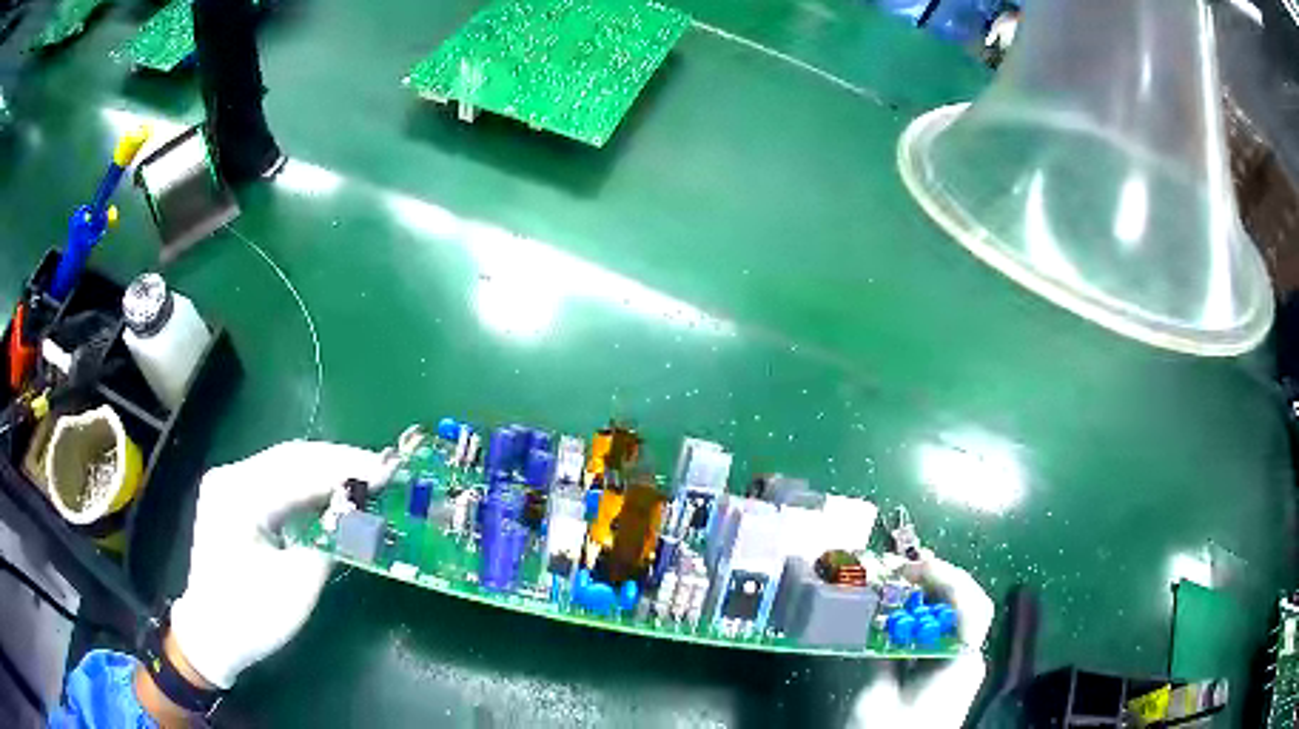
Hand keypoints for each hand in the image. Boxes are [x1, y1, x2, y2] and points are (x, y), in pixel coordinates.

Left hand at [169, 440, 394, 688]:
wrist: (212, 636)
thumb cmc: (252, 617)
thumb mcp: (297, 586)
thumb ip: (330, 543)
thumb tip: (362, 514)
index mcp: (238, 495)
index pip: (299, 469)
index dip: (346, 468)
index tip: (388, 470)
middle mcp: (231, 477)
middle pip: (292, 458)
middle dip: (339, 462)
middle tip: (384, 469)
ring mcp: (230, 486)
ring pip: (286, 466)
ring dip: (326, 472)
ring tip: (367, 478)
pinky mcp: (235, 500)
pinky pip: (278, 483)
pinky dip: (309, 487)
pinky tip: (333, 493)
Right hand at [847, 553, 994, 727]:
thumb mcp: (876, 699)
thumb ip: (878, 656)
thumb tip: (873, 617)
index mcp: (961, 662)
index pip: (970, 606)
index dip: (946, 578)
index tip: (911, 567)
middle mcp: (965, 657)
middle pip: (963, 605)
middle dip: (935, 579)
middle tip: (899, 568)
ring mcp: (954, 666)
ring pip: (949, 618)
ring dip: (924, 596)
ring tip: (893, 582)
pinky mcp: (939, 675)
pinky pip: (934, 635)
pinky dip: (915, 620)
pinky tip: (892, 615)